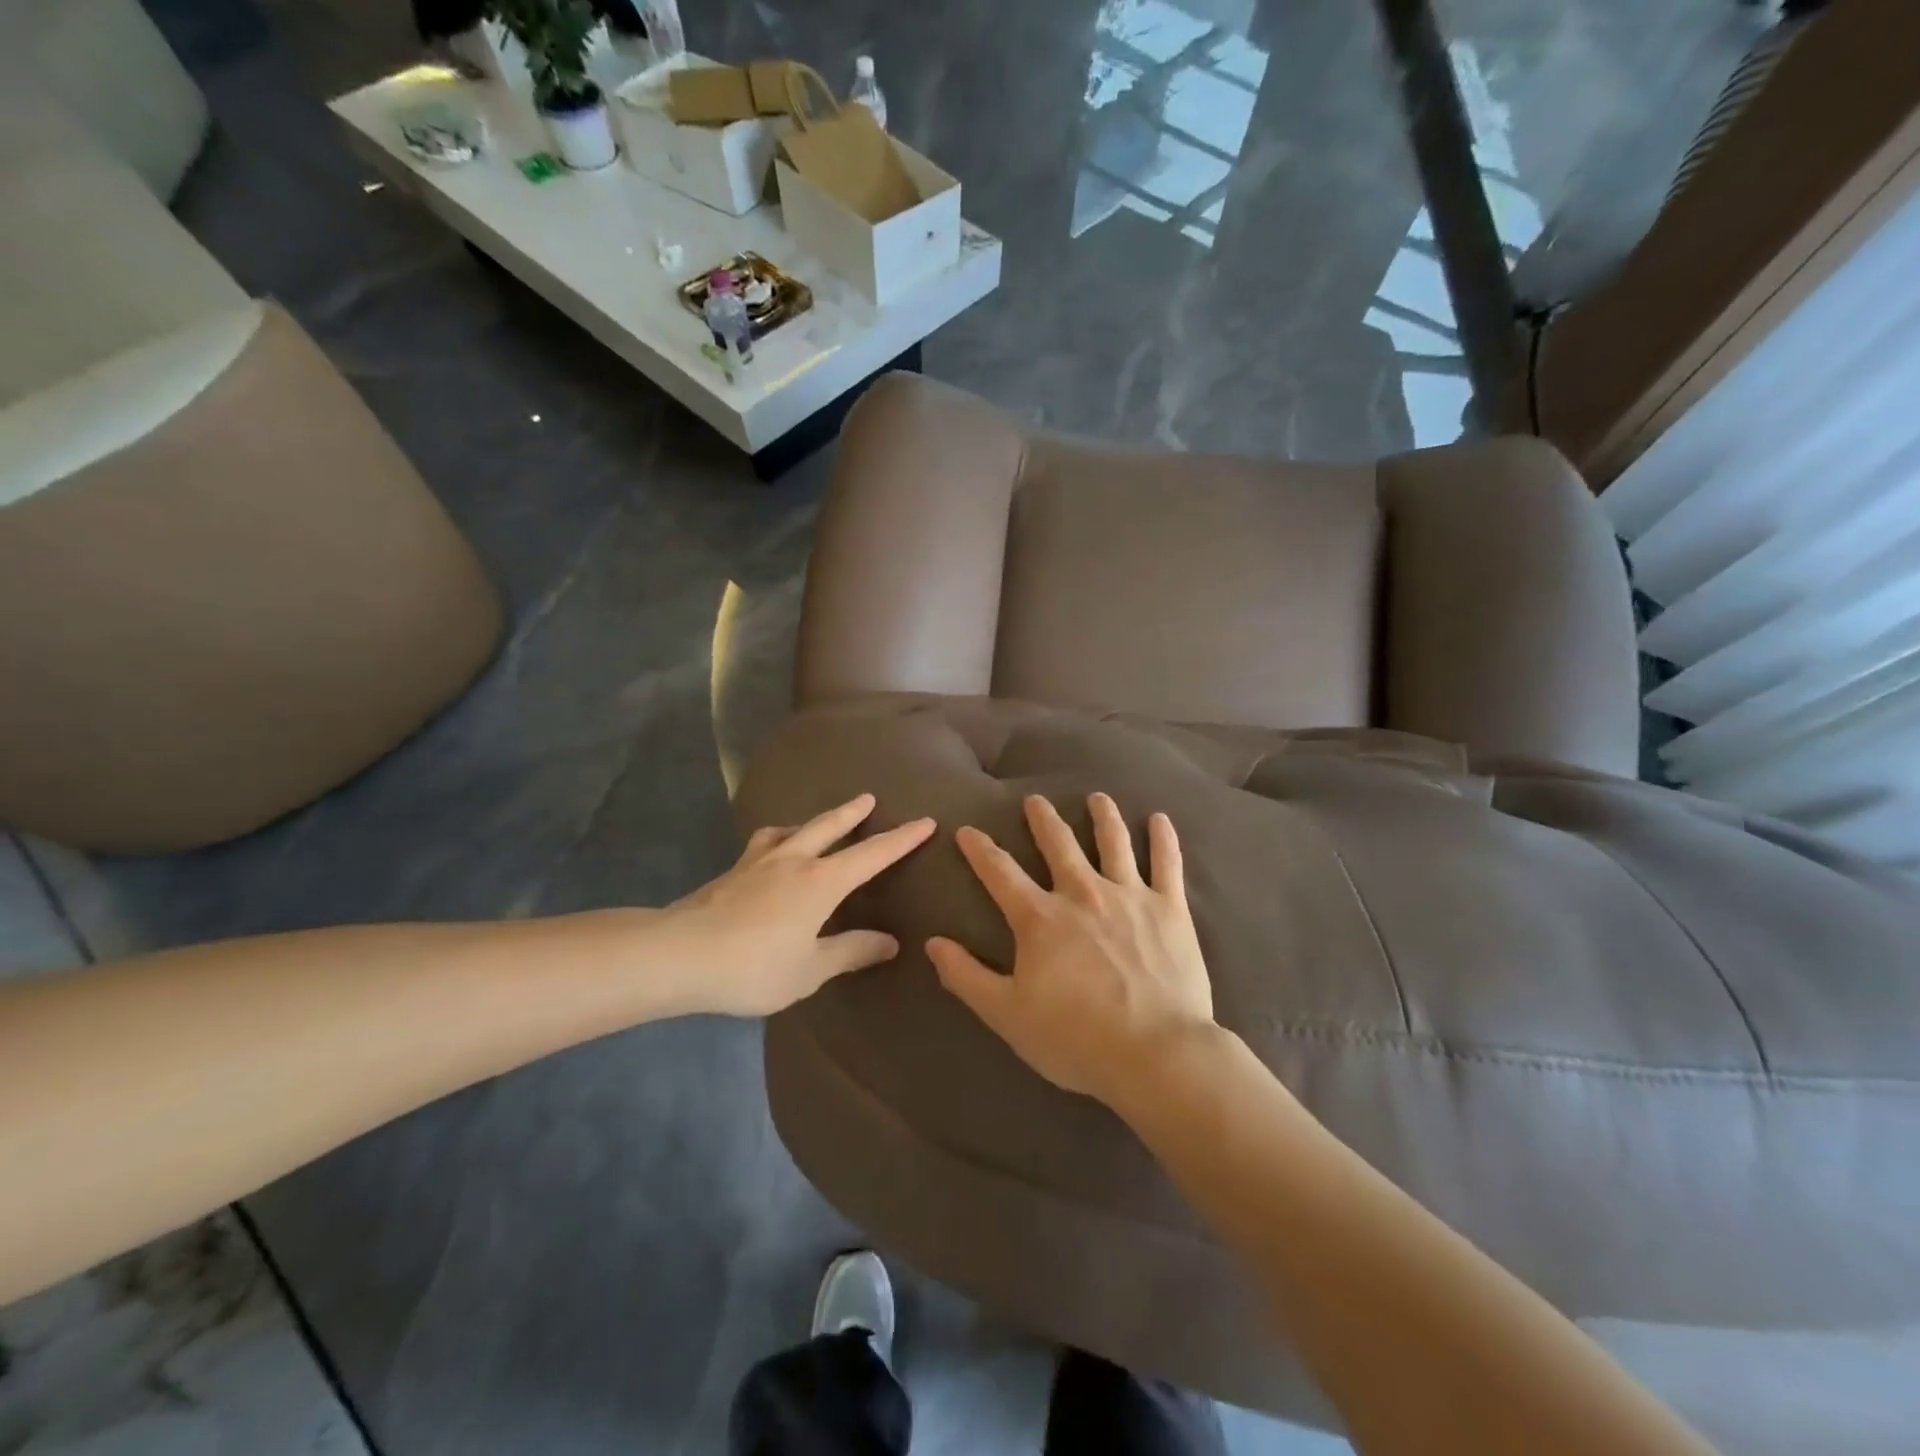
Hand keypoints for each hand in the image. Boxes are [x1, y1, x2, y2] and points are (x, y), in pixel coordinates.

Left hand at [668, 794, 934, 1015]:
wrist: (679, 954)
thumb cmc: (753, 966)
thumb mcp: (810, 969)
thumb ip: (850, 952)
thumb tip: (889, 941)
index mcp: (821, 882)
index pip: (872, 855)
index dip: (902, 839)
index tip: (926, 821)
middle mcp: (794, 860)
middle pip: (829, 826)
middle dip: (853, 812)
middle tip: (869, 798)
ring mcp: (758, 862)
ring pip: (793, 829)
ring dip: (813, 821)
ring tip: (816, 823)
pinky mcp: (731, 872)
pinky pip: (764, 844)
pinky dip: (779, 838)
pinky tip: (770, 851)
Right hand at [926, 793, 1213, 1105]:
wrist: (1155, 1054)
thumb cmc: (1076, 1038)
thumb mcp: (1007, 1014)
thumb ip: (966, 976)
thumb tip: (932, 942)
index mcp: (1040, 918)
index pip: (1000, 872)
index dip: (980, 849)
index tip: (967, 830)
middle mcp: (1082, 894)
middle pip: (1058, 845)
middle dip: (1043, 819)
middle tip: (1036, 800)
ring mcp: (1129, 896)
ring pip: (1113, 843)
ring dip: (1103, 817)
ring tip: (1097, 798)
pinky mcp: (1169, 909)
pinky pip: (1167, 864)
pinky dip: (1163, 839)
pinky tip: (1160, 820)